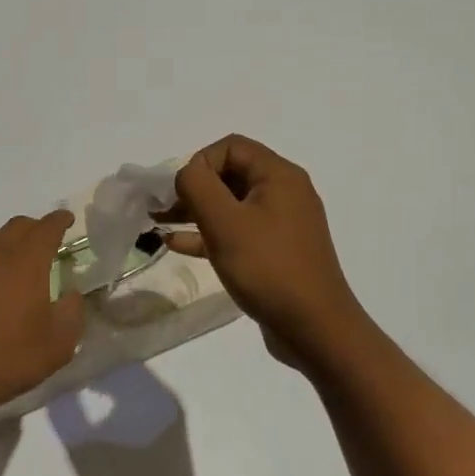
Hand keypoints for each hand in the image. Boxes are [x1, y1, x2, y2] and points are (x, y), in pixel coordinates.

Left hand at [0, 211, 85, 416]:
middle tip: (45, 243)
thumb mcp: (57, 345)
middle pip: (16, 226)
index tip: (68, 220)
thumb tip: (70, 293)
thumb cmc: (5, 359)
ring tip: (16, 263)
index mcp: (25, 261)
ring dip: (7, 243)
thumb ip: (72, 313)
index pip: (46, 227)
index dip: (60, 221)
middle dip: (35, 229)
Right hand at [162, 136, 365, 367]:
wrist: (314, 328)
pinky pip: (237, 231)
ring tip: (160, 224)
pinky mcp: (276, 252)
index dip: (199, 163)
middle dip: (193, 188)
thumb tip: (186, 173)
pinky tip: (179, 245)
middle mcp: (284, 192)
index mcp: (279, 176)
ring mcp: (281, 224)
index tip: (178, 192)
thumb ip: (198, 186)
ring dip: (195, 211)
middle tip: (161, 209)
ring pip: (230, 205)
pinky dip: (209, 234)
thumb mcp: (225, 222)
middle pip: (230, 174)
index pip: (231, 147)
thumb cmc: (268, 268)